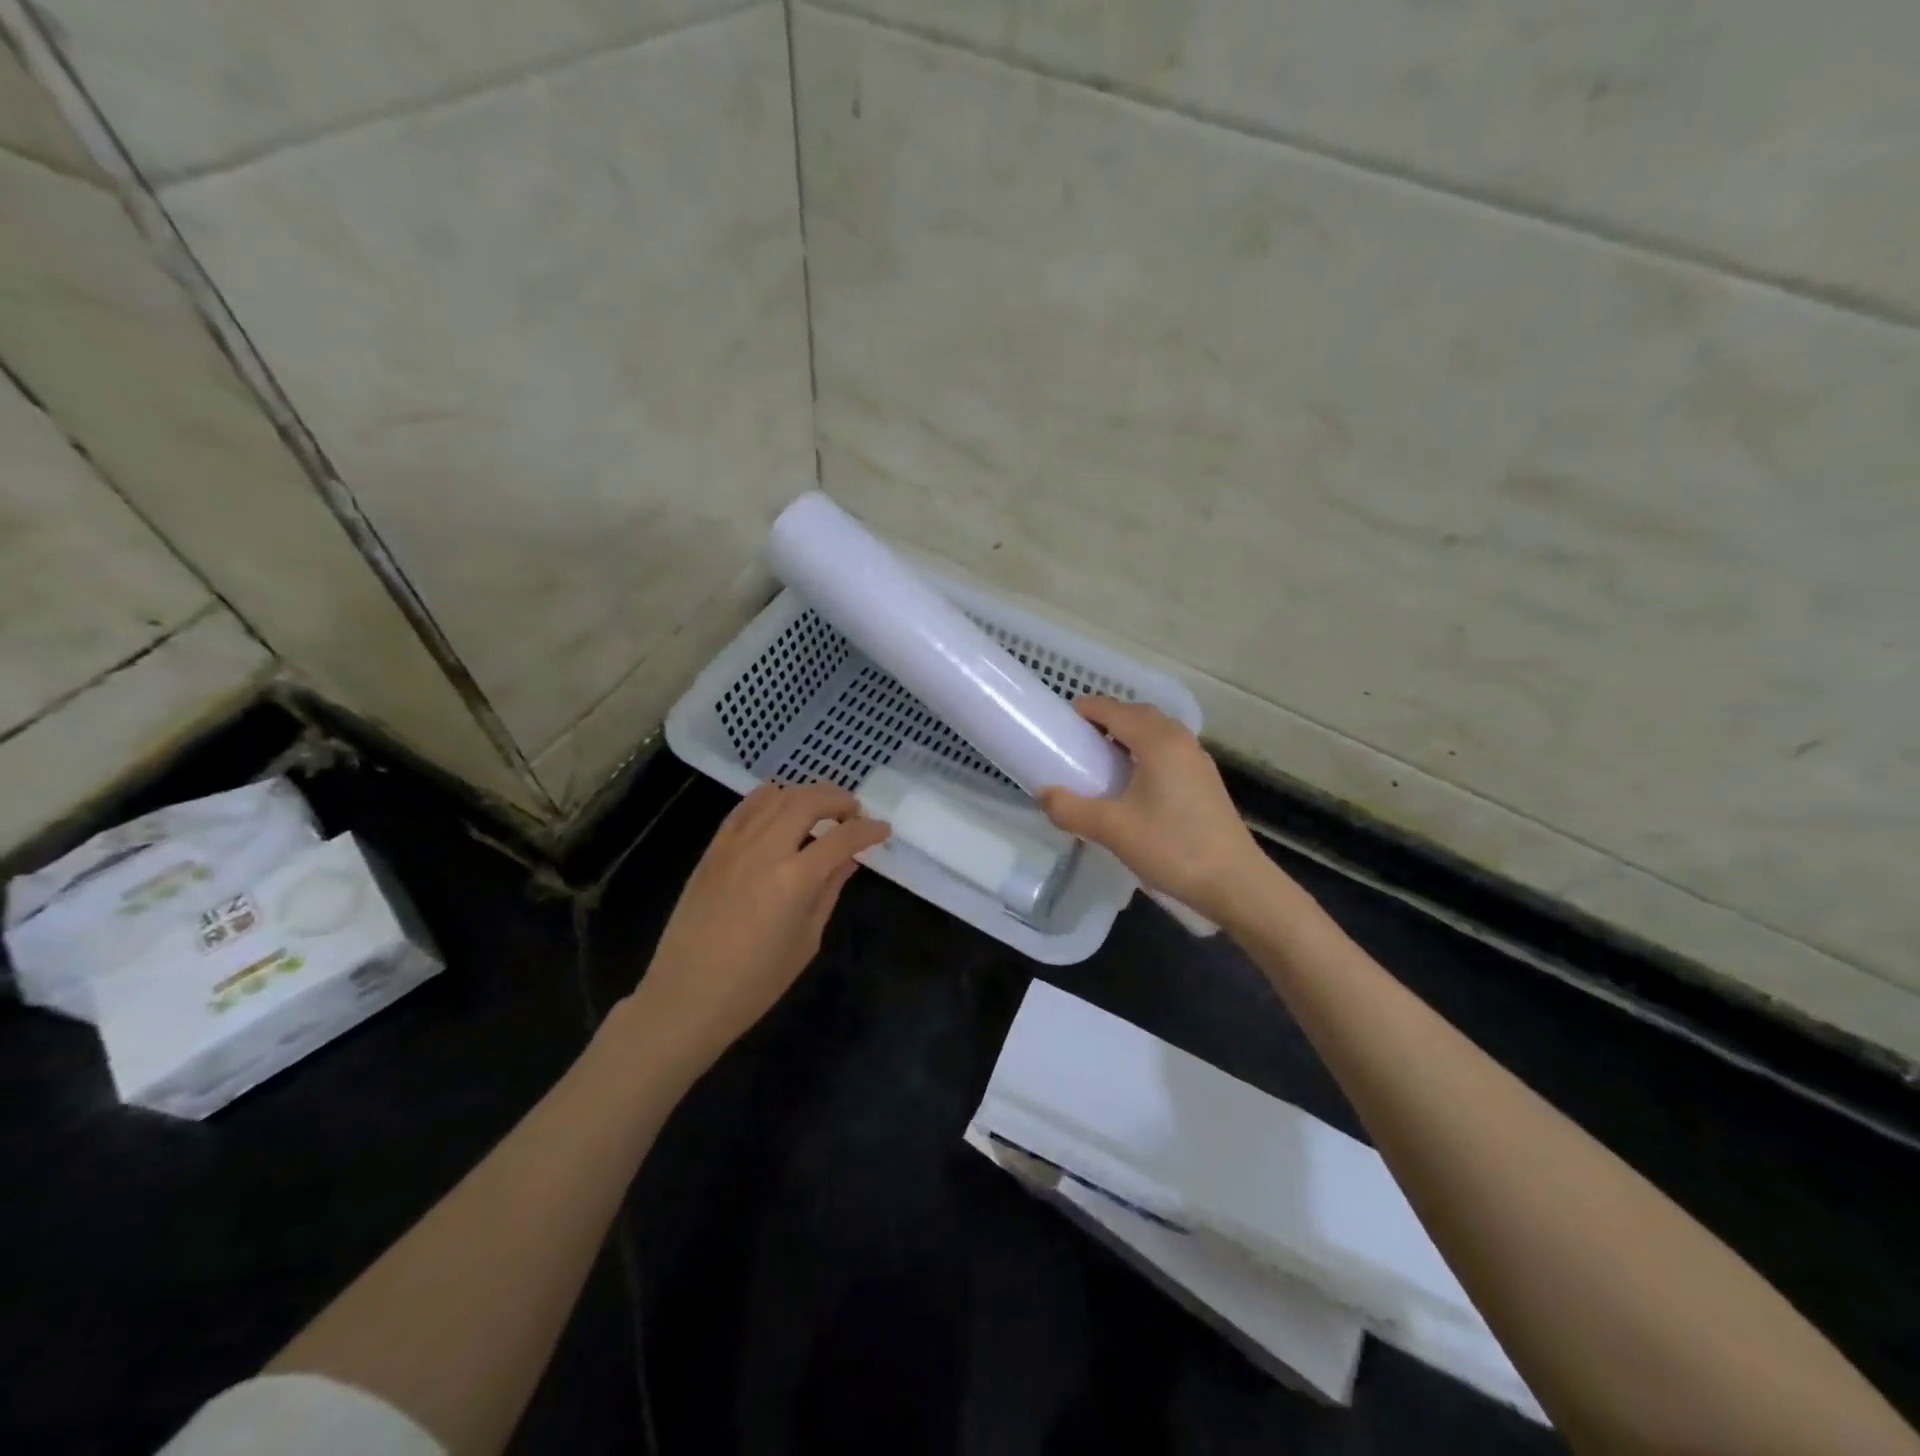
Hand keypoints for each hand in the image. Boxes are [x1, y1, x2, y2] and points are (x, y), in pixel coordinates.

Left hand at [628, 782, 889, 1071]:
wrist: (686, 997)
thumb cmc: (754, 983)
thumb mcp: (806, 941)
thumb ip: (828, 892)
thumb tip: (847, 861)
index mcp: (794, 880)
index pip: (841, 839)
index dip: (868, 830)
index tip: (883, 829)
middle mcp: (765, 851)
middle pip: (808, 801)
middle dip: (838, 799)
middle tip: (854, 811)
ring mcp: (734, 846)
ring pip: (776, 797)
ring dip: (806, 793)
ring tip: (822, 807)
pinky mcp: (712, 850)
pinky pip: (743, 809)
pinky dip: (768, 798)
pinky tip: (780, 804)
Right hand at [1038, 698, 1269, 924]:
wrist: (1234, 883)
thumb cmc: (1172, 847)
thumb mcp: (1112, 829)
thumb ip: (1071, 809)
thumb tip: (1042, 794)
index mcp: (1158, 742)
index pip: (1116, 710)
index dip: (1088, 709)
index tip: (1062, 718)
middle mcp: (1181, 741)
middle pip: (1139, 714)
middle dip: (1109, 718)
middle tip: (1080, 738)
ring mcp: (1198, 761)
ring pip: (1158, 732)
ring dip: (1130, 734)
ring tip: (1103, 759)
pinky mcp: (1206, 782)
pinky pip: (1169, 752)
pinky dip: (1146, 752)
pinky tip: (1134, 783)